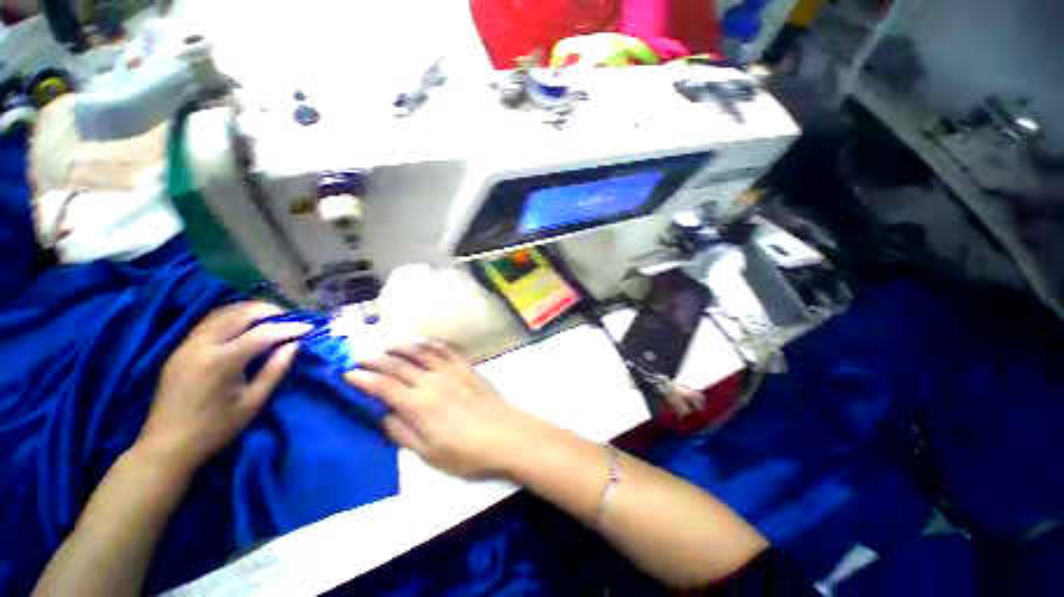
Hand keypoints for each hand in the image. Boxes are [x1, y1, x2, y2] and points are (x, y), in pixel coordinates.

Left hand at [136, 302, 311, 476]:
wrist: (167, 445)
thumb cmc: (215, 428)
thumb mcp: (252, 403)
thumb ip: (274, 370)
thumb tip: (294, 345)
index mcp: (222, 362)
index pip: (262, 333)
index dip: (289, 328)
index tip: (310, 328)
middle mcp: (202, 345)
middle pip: (239, 313)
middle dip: (269, 310)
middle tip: (291, 316)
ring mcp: (187, 345)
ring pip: (221, 313)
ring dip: (249, 310)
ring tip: (271, 316)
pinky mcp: (180, 349)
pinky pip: (209, 322)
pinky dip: (231, 317)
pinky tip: (244, 324)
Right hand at [345, 342, 538, 477]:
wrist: (506, 435)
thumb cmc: (467, 452)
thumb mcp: (428, 453)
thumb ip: (402, 432)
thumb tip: (381, 415)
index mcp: (419, 405)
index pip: (384, 386)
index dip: (363, 379)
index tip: (348, 374)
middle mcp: (432, 381)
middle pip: (399, 365)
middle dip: (376, 360)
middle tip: (360, 358)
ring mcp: (452, 371)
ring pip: (421, 351)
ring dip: (402, 347)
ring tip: (388, 347)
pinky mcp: (467, 367)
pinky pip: (445, 350)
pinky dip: (430, 344)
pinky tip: (423, 343)